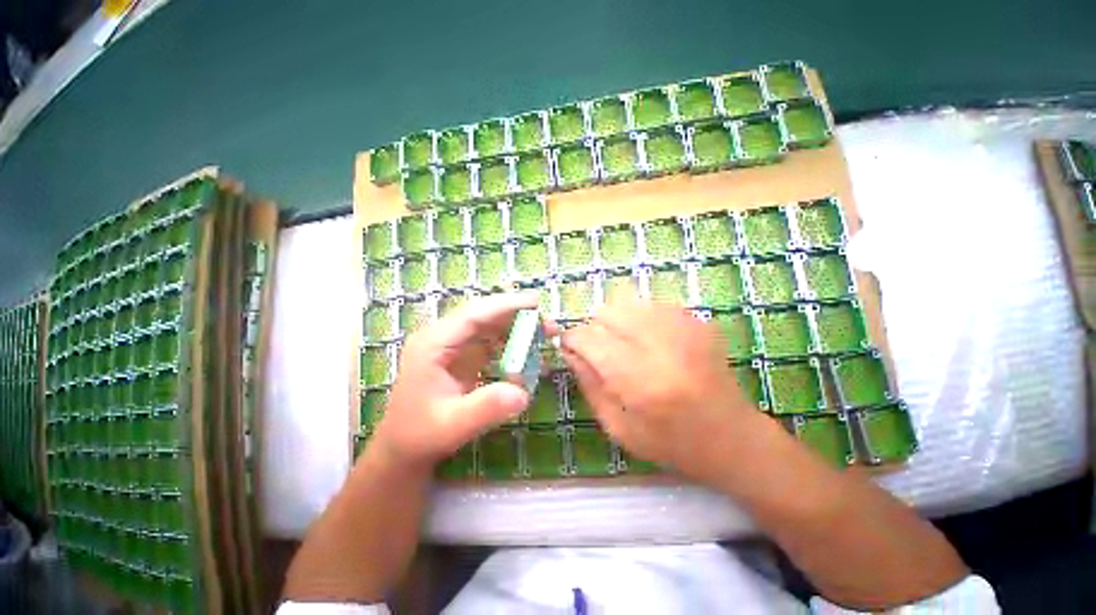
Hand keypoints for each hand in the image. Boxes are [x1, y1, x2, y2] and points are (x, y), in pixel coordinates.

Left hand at [371, 293, 557, 468]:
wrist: (403, 448)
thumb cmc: (420, 435)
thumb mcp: (452, 426)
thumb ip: (486, 409)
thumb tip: (524, 393)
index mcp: (433, 344)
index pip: (474, 314)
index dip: (506, 305)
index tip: (536, 303)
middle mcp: (442, 337)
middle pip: (484, 315)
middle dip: (517, 316)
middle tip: (548, 325)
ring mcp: (452, 345)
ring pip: (489, 326)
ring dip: (517, 328)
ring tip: (544, 336)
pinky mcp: (461, 355)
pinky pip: (490, 342)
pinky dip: (511, 344)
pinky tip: (527, 354)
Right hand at [560, 299, 760, 483]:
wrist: (733, 438)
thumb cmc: (671, 444)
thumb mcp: (619, 428)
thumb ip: (589, 384)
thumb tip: (568, 351)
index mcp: (640, 381)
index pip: (590, 339)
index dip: (572, 339)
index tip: (569, 347)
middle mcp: (662, 346)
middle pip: (607, 312)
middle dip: (593, 327)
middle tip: (597, 348)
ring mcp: (684, 328)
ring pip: (628, 300)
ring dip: (614, 319)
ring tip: (621, 342)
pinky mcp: (697, 321)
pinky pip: (651, 303)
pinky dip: (638, 316)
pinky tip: (646, 339)